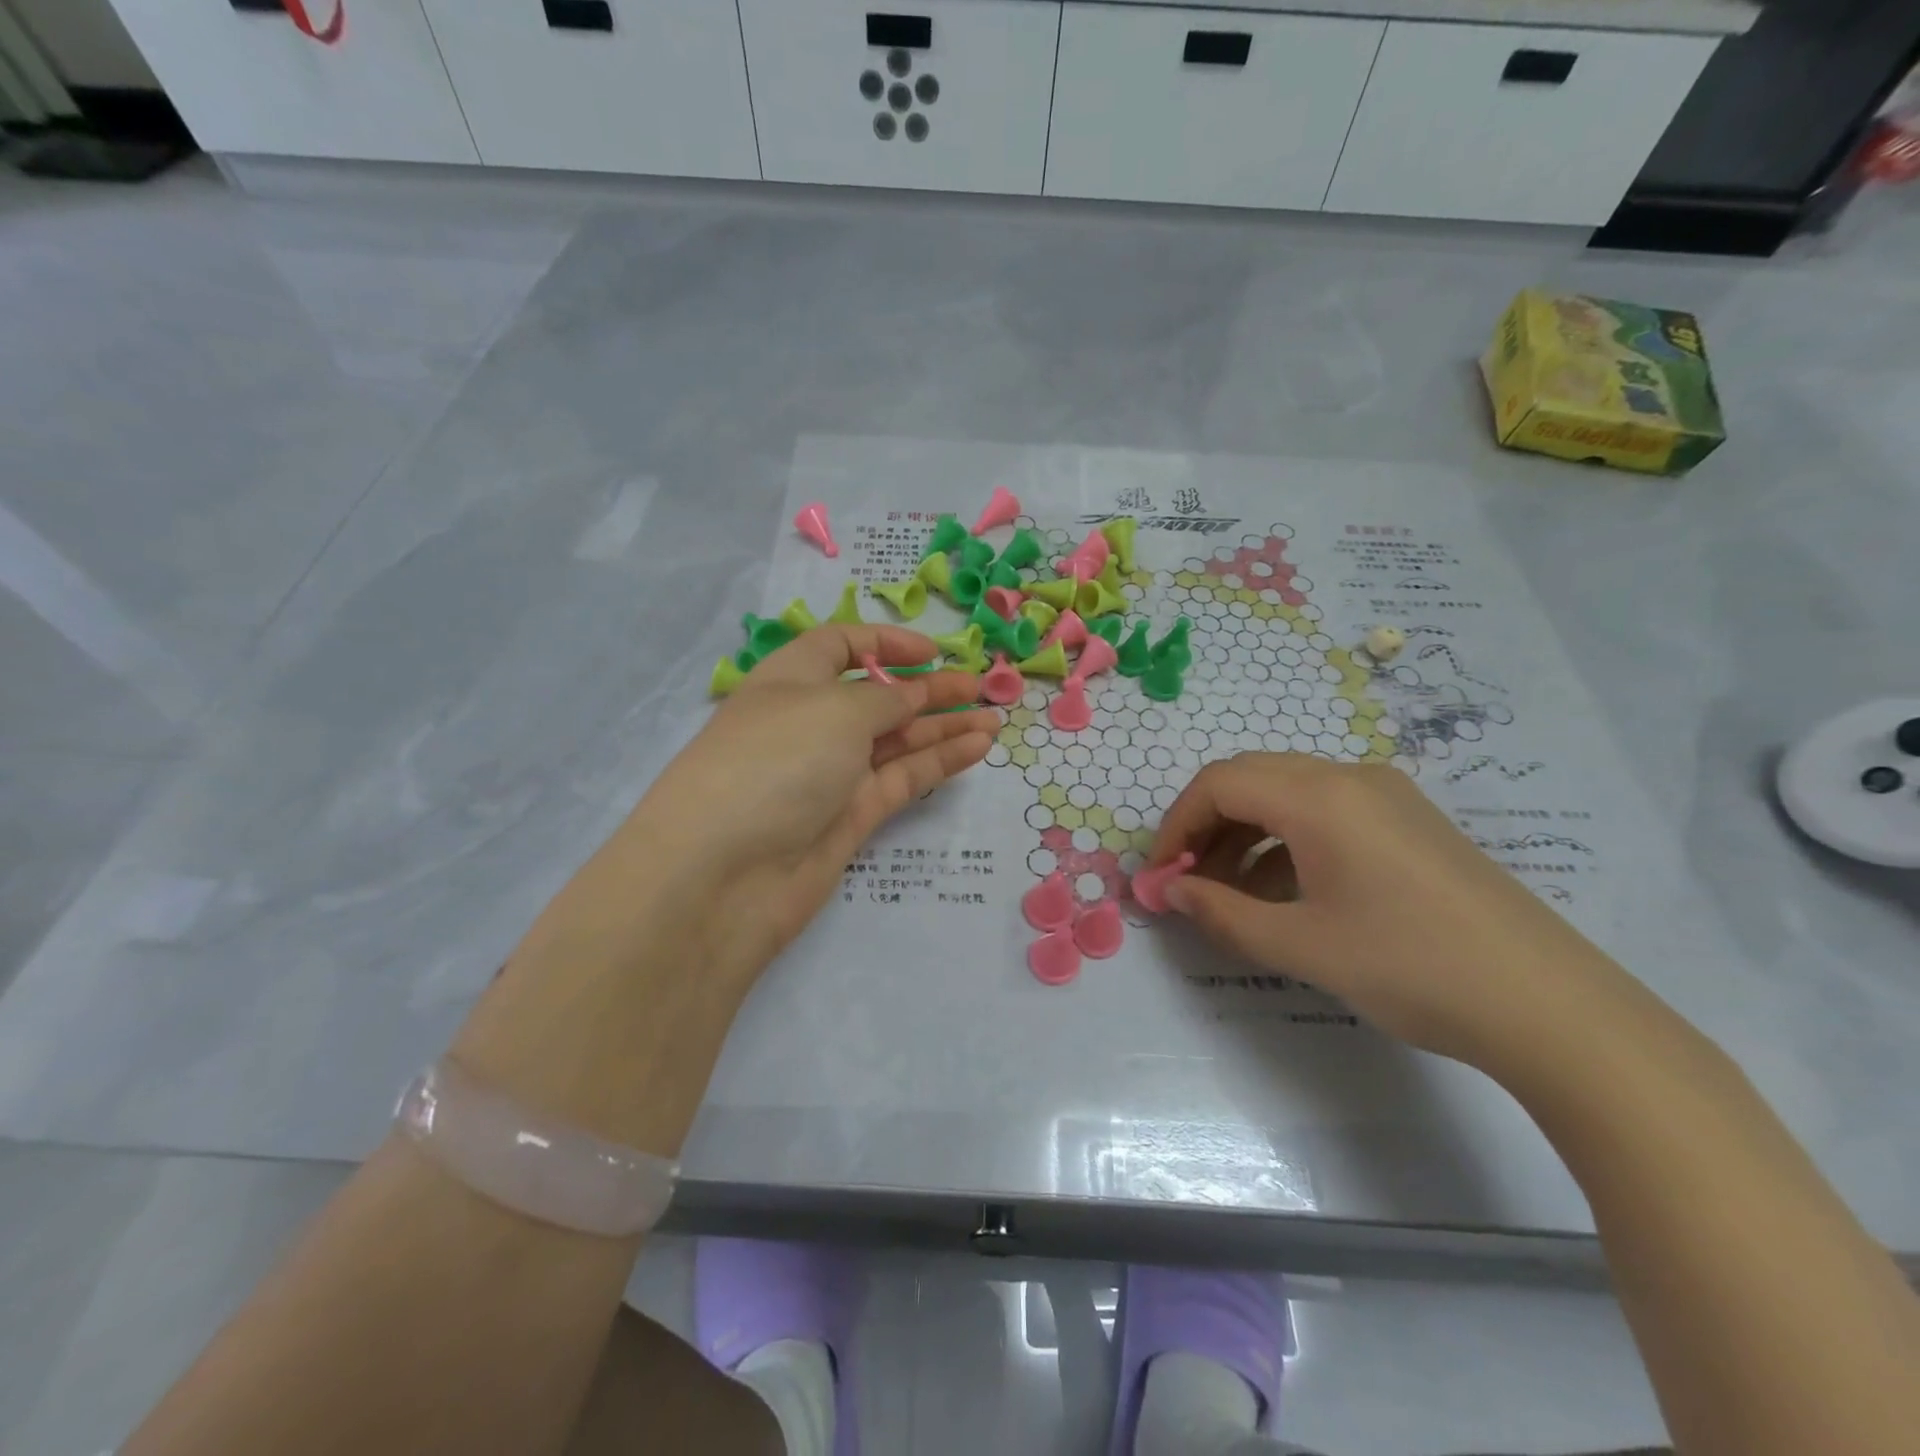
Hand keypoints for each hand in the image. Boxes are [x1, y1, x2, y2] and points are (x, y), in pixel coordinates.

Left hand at [625, 624, 999, 987]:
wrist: (724, 874)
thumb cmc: (775, 761)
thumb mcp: (835, 710)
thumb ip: (885, 699)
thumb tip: (911, 695)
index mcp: (791, 680)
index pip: (839, 646)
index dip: (885, 644)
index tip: (934, 653)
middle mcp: (810, 723)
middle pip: (877, 697)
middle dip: (928, 689)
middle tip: (981, 687)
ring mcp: (831, 774)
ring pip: (896, 741)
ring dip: (943, 726)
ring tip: (994, 718)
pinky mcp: (850, 817)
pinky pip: (901, 779)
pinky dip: (938, 761)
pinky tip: (977, 746)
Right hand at [1150, 754, 1631, 1071]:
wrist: (1551, 1006)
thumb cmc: (1410, 966)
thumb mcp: (1301, 945)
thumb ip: (1221, 913)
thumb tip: (1169, 893)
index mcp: (1320, 796)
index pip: (1219, 784)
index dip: (1176, 825)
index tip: (1160, 876)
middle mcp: (1351, 778)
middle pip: (1250, 779)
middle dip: (1206, 826)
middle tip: (1188, 882)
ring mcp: (1387, 797)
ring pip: (1287, 795)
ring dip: (1245, 835)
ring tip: (1231, 894)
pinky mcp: (1410, 823)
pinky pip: (1326, 813)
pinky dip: (1286, 842)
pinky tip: (1285, 892)